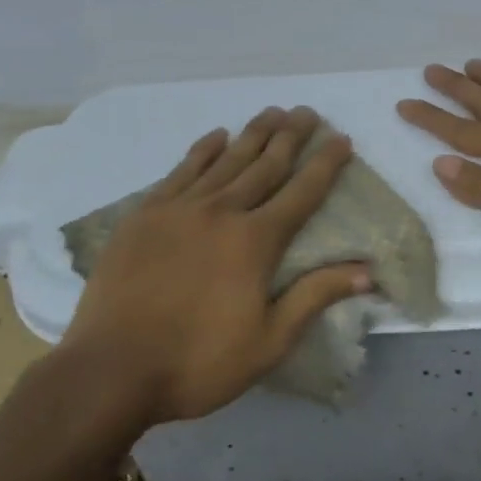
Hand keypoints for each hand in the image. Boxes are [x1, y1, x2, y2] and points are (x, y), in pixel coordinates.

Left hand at [61, 106, 370, 426]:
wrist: (112, 368)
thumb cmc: (198, 362)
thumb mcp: (269, 342)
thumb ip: (315, 297)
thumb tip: (368, 272)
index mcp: (255, 242)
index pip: (302, 193)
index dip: (325, 165)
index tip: (342, 139)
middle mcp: (222, 212)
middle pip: (265, 165)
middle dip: (291, 136)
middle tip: (308, 112)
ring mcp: (179, 208)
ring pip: (225, 160)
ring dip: (252, 134)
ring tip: (272, 111)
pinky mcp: (145, 214)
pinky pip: (181, 170)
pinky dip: (202, 150)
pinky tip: (216, 136)